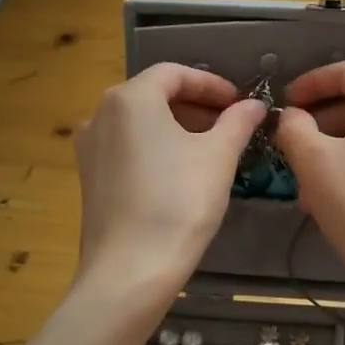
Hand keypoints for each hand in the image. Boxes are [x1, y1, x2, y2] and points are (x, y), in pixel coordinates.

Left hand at [73, 63, 264, 295]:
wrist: (130, 271)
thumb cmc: (179, 202)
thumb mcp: (219, 156)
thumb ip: (238, 121)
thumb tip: (254, 105)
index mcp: (130, 98)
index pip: (174, 73)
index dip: (211, 84)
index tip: (239, 102)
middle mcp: (100, 114)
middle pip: (154, 95)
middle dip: (195, 106)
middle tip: (230, 124)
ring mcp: (89, 147)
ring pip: (140, 123)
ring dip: (177, 126)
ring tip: (210, 148)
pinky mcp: (89, 177)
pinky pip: (127, 147)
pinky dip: (156, 147)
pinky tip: (180, 172)